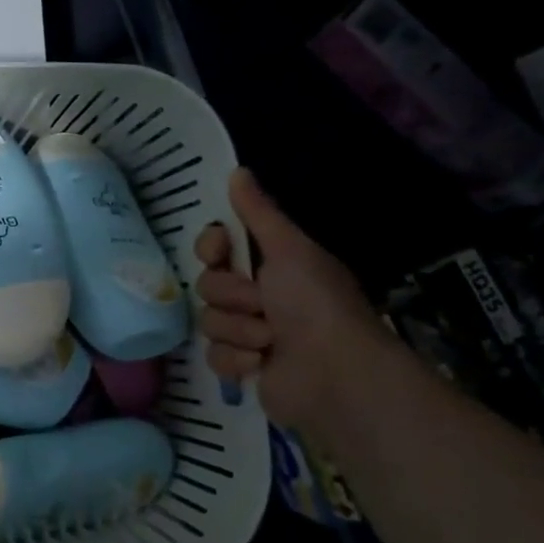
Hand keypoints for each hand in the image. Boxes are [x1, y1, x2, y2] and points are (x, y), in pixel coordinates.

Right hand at [194, 167, 391, 433]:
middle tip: (262, 304)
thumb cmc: (315, 304)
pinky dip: (237, 360)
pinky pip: (213, 356)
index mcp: (269, 265)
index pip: (215, 247)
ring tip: (270, 341)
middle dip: (232, 297)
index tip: (221, 252)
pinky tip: (261, 365)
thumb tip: (237, 170)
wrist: (335, 373)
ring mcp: (249, 333)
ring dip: (239, 330)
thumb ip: (258, 213)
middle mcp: (258, 296)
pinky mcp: (243, 367)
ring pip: (208, 321)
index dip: (211, 248)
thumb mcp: (290, 249)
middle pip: (208, 284)